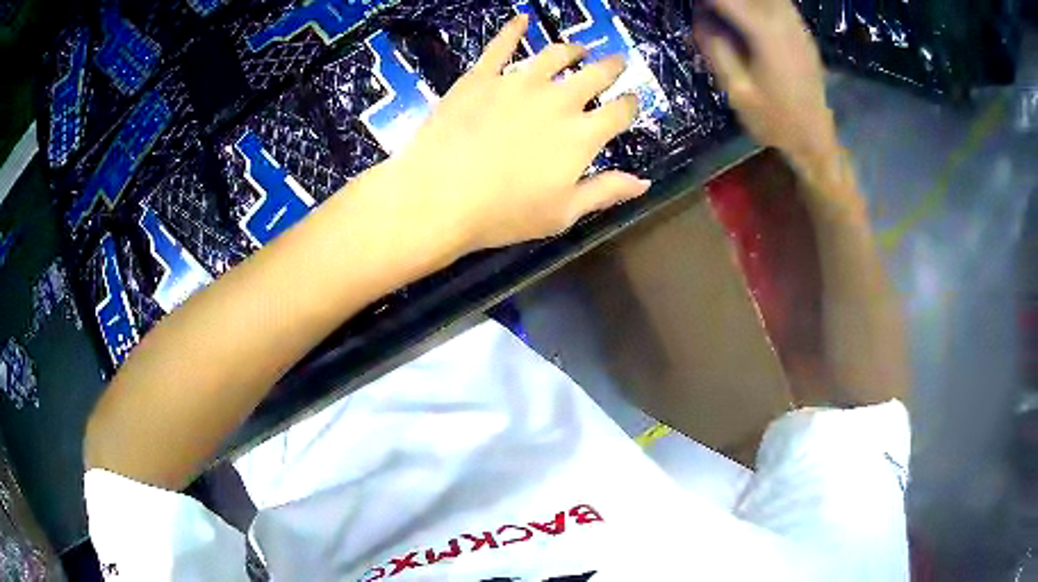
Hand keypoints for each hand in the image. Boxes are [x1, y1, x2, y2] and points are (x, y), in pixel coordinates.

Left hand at [387, 14, 649, 252]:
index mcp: (582, 134)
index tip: (631, 102)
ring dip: (573, 49)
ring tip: (578, 49)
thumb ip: (605, 192)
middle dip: (612, 67)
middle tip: (616, 63)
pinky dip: (513, 30)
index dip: (630, 105)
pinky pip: (501, 45)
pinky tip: (520, 20)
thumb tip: (644, 182)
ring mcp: (518, 82)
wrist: (438, 196)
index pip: (619, 111)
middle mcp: (558, 99)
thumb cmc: (504, 213)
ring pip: (555, 55)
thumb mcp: (563, 213)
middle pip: (596, 74)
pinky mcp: (482, 76)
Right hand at [693, 0, 836, 171]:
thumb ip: (716, 48)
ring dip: (743, 1)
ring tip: (723, 11)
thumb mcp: (737, 90)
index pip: (729, 0)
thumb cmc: (775, 120)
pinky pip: (779, 3)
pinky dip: (759, 3)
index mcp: (767, 34)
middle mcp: (785, 21)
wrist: (814, 139)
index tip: (692, 5)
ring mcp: (797, 25)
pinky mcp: (802, 32)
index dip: (706, 1)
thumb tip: (700, 17)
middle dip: (723, 0)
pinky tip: (747, 11)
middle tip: (704, 8)